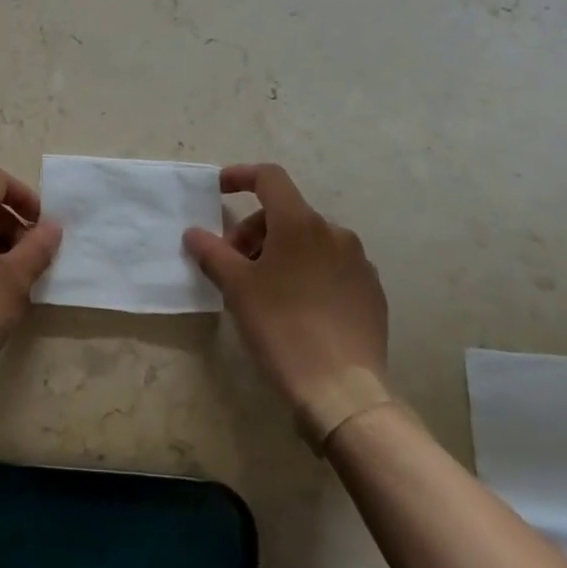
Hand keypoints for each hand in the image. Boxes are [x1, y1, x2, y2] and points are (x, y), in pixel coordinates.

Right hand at [184, 163, 387, 419]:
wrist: (342, 391)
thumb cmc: (282, 328)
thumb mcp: (236, 288)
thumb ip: (212, 252)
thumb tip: (195, 233)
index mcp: (300, 223)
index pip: (269, 178)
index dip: (241, 176)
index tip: (219, 190)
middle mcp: (334, 232)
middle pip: (285, 214)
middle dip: (254, 231)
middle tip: (234, 266)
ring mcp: (358, 262)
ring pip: (309, 241)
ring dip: (280, 252)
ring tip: (264, 290)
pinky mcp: (371, 292)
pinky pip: (332, 267)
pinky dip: (307, 272)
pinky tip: (296, 307)